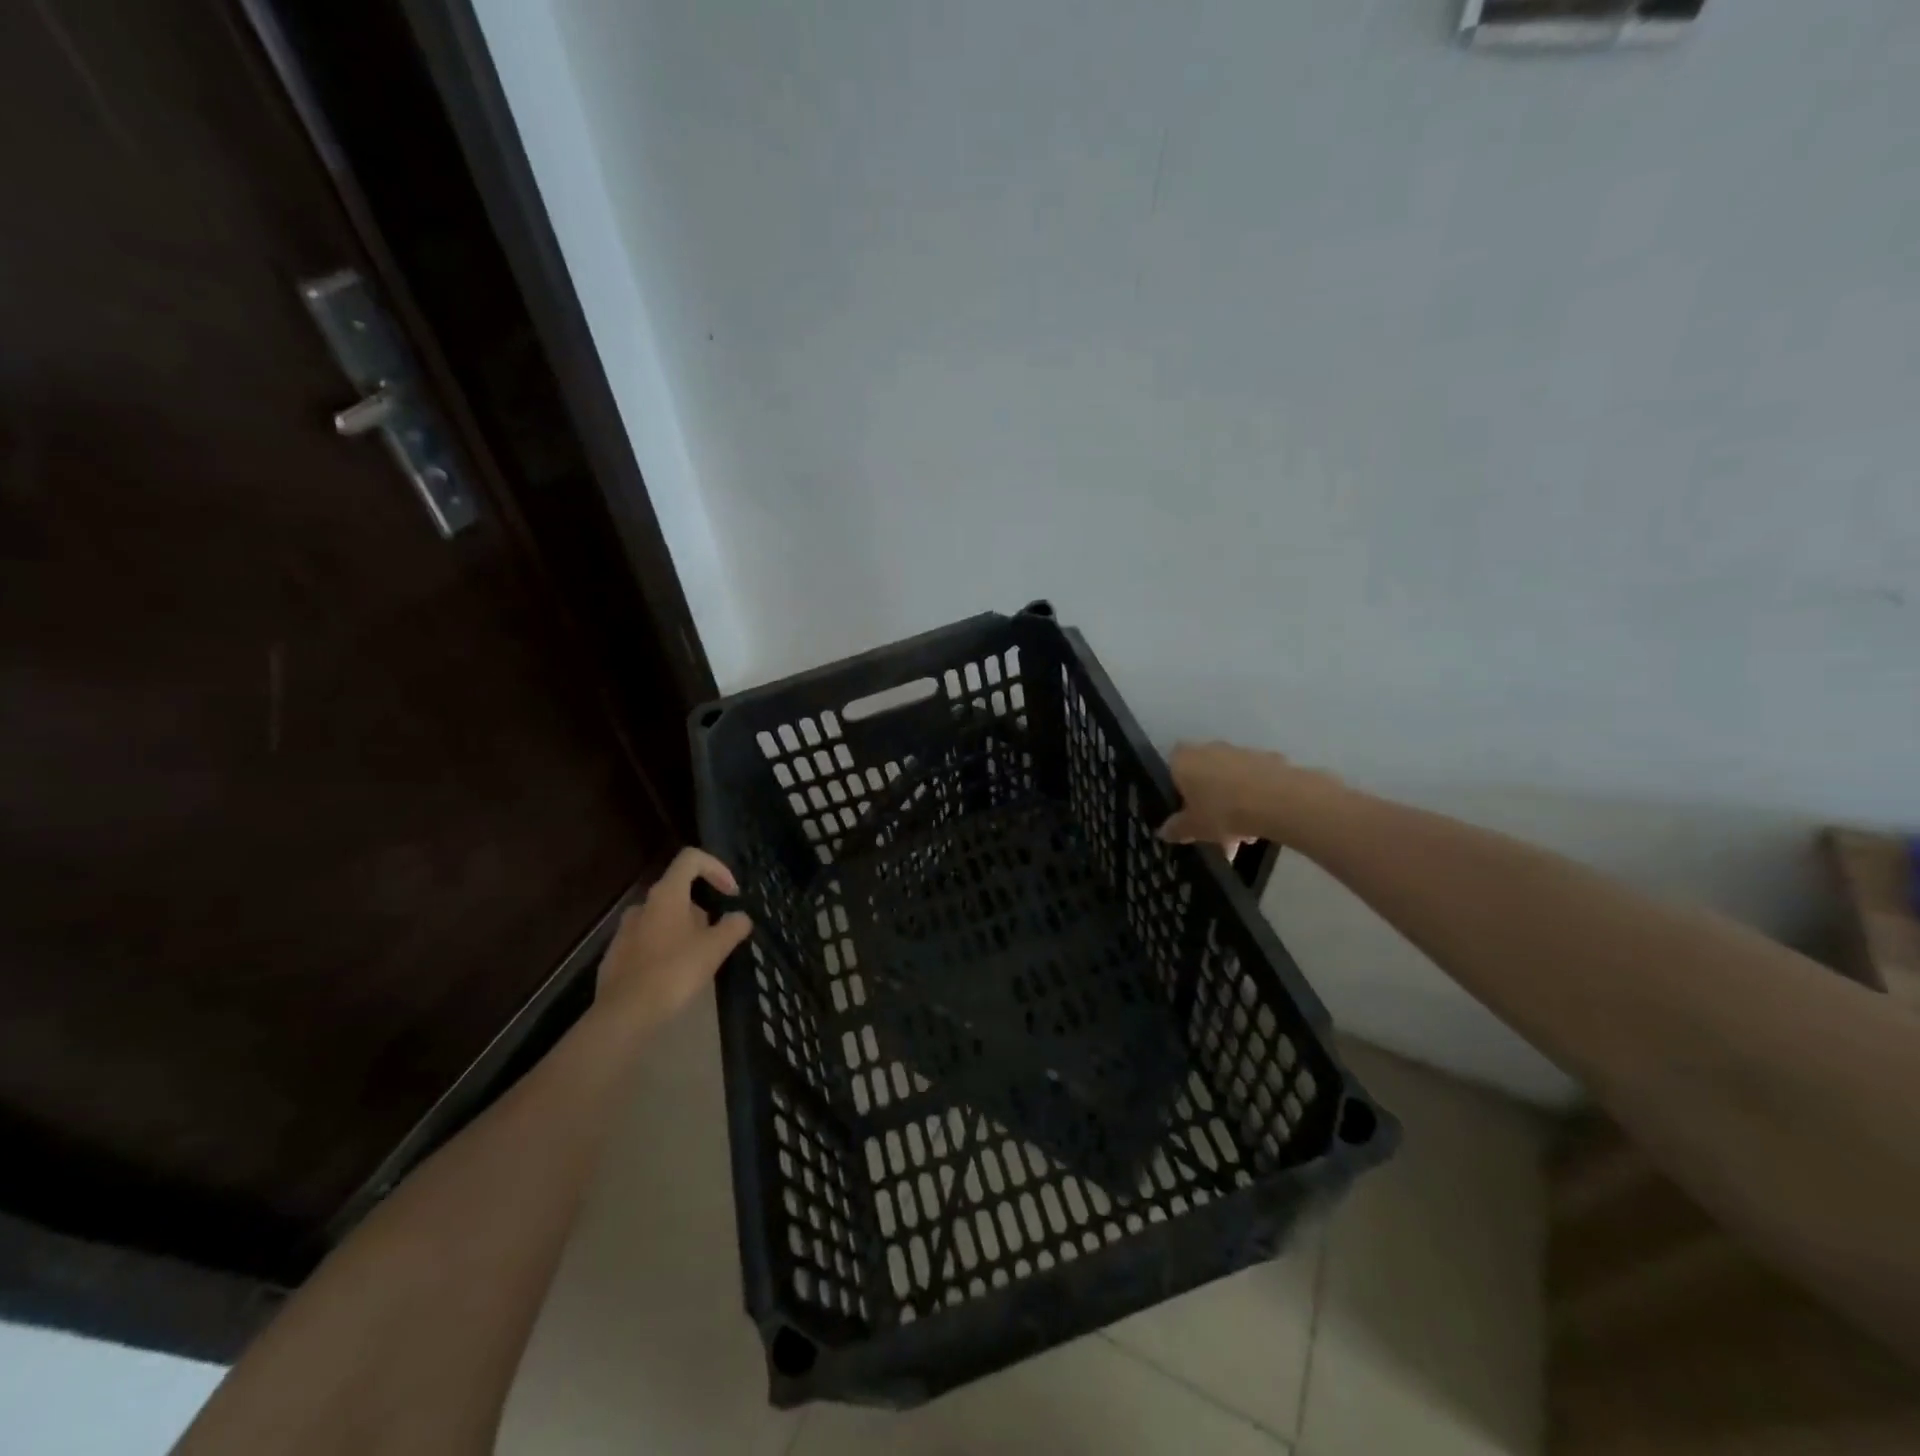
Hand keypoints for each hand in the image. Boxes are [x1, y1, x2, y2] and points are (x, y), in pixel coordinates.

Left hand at [596, 849, 752, 1033]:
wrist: (624, 1015)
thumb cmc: (674, 973)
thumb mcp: (715, 949)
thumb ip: (733, 926)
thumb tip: (740, 917)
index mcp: (666, 895)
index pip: (691, 859)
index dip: (716, 868)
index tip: (731, 894)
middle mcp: (642, 905)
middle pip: (678, 891)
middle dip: (703, 909)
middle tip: (717, 938)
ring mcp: (625, 931)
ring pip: (663, 918)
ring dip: (684, 930)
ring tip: (698, 959)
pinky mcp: (616, 955)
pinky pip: (647, 941)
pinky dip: (665, 948)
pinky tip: (674, 976)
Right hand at [1160, 741, 1334, 850]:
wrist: (1277, 800)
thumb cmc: (1222, 811)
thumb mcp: (1193, 828)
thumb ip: (1176, 829)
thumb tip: (1164, 832)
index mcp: (1184, 759)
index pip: (1172, 767)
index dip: (1178, 789)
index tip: (1186, 811)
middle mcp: (1210, 749)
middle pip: (1204, 775)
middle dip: (1209, 802)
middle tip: (1216, 831)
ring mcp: (1241, 752)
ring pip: (1230, 780)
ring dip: (1233, 804)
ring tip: (1245, 837)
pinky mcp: (1269, 759)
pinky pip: (1254, 781)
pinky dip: (1255, 798)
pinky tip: (1263, 823)